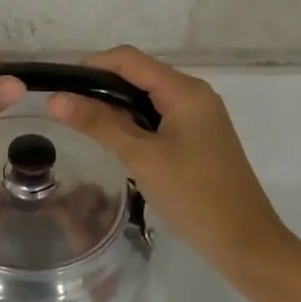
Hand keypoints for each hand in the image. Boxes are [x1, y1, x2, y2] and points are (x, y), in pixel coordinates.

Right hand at [45, 47, 298, 294]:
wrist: (245, 242)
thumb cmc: (194, 196)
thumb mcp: (141, 157)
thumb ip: (99, 124)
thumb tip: (55, 99)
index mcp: (185, 90)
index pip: (129, 59)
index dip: (92, 66)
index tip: (60, 87)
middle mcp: (194, 94)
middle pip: (139, 74)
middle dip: (102, 86)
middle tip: (67, 111)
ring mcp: (199, 116)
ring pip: (148, 97)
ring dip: (117, 106)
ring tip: (84, 126)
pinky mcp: (199, 137)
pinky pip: (160, 116)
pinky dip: (135, 122)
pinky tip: (116, 142)